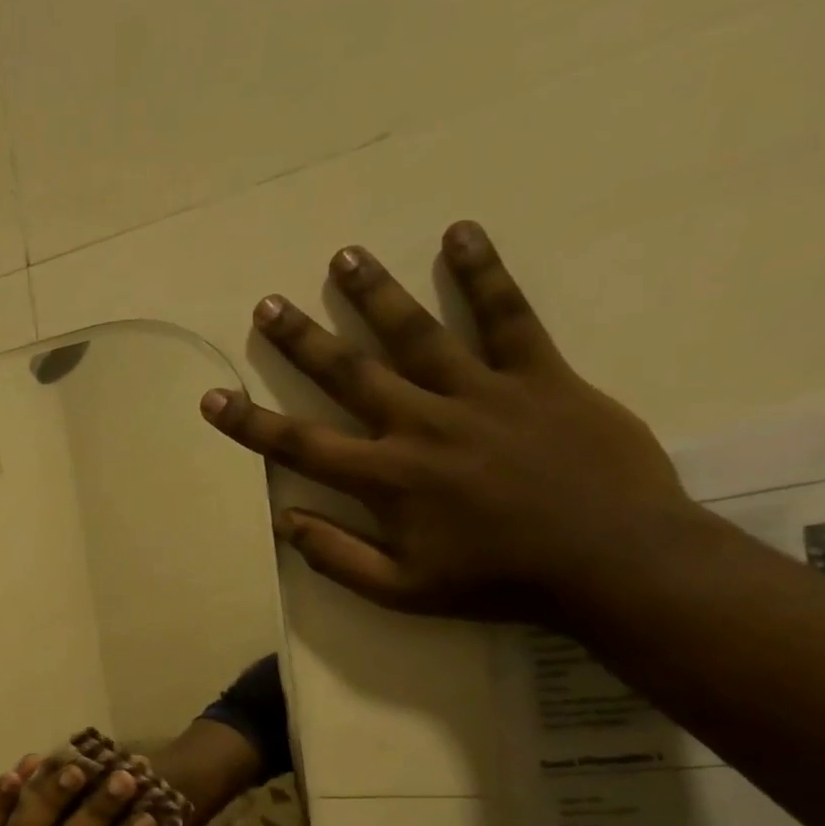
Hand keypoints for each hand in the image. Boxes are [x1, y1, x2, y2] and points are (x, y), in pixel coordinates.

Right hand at [202, 220, 703, 621]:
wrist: (611, 561)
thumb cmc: (496, 580)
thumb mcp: (401, 590)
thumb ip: (336, 556)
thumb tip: (284, 521)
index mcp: (386, 478)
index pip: (300, 445)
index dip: (250, 422)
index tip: (213, 396)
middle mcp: (422, 424)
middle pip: (350, 372)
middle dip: (303, 339)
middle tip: (269, 304)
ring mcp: (482, 394)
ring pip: (417, 334)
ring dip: (376, 294)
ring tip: (344, 256)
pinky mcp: (540, 376)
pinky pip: (508, 317)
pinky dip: (484, 275)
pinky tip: (459, 235)